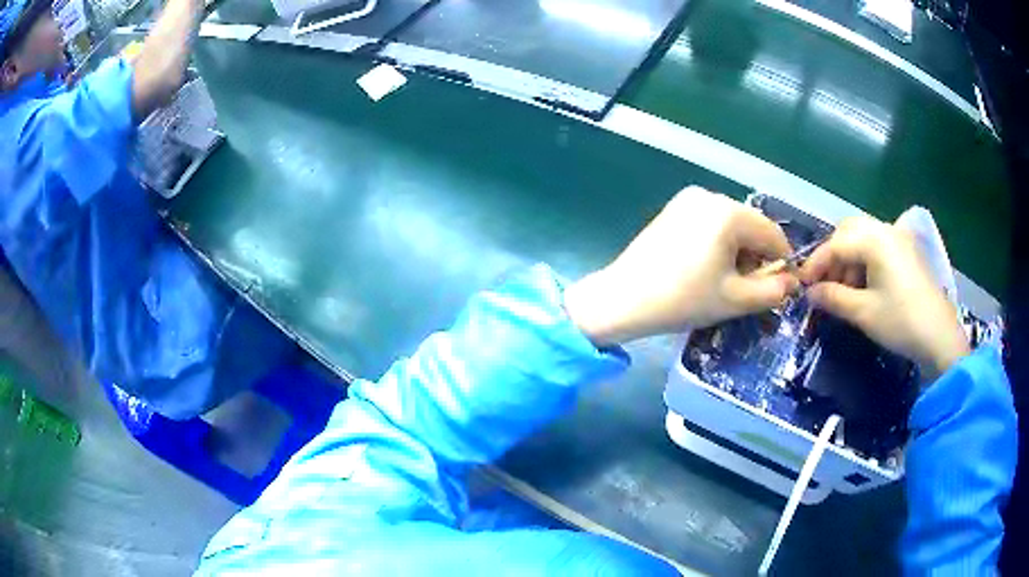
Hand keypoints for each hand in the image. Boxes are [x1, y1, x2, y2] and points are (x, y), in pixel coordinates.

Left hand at [564, 187, 798, 345]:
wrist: (624, 298)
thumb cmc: (684, 299)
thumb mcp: (736, 299)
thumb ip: (773, 290)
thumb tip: (793, 281)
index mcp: (729, 213)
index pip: (773, 234)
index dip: (782, 262)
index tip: (780, 287)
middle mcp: (710, 196)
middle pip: (752, 227)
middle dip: (757, 257)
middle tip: (746, 289)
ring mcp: (689, 199)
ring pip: (731, 225)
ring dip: (738, 251)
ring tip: (723, 281)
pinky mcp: (674, 208)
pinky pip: (711, 223)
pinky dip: (718, 243)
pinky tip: (704, 267)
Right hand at [799, 216, 968, 378]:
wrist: (939, 336)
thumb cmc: (900, 321)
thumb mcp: (863, 312)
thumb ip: (833, 297)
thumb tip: (809, 293)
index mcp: (874, 239)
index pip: (835, 244)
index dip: (815, 264)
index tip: (801, 286)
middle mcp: (885, 229)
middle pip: (848, 231)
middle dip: (832, 256)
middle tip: (823, 284)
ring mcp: (899, 239)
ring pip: (863, 237)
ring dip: (848, 258)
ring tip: (843, 290)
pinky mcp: (907, 251)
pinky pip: (878, 245)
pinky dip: (864, 260)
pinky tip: (863, 285)